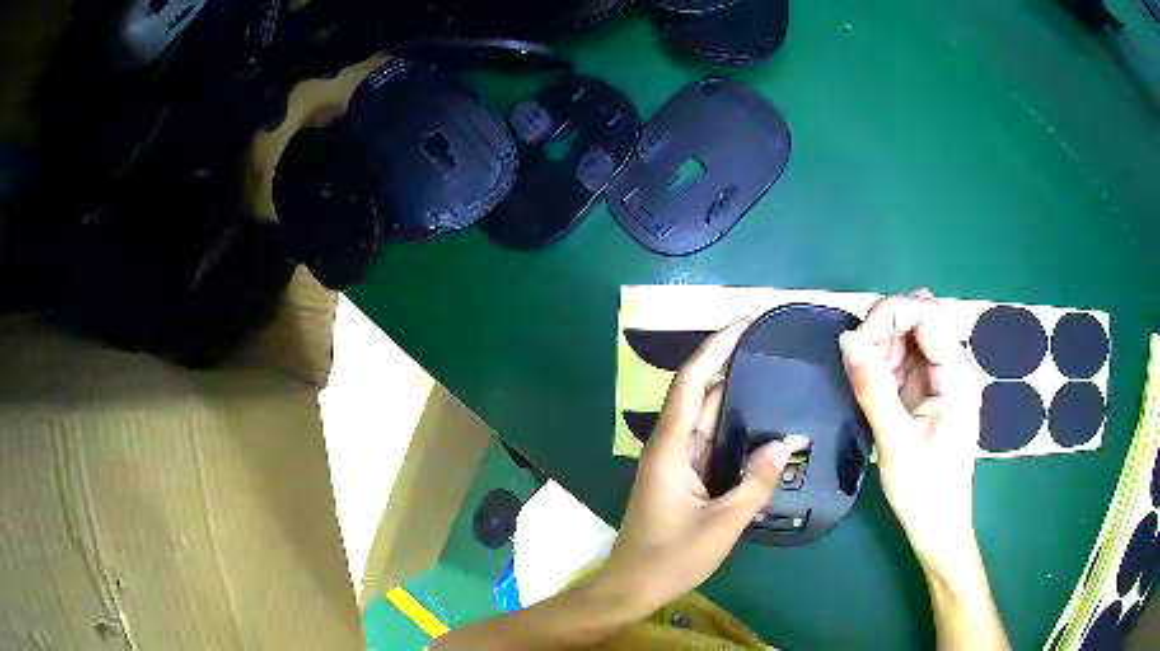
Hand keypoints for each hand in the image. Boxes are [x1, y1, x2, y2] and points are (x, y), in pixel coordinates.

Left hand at [598, 319, 808, 616]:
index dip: (717, 346)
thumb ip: (756, 483)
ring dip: (737, 399)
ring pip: (707, 419)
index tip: (746, 323)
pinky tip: (762, 428)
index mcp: (670, 447)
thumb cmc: (671, 557)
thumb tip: (785, 443)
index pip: (693, 381)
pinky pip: (710, 443)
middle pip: (702, 394)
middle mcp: (670, 446)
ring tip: (776, 379)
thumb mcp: (723, 523)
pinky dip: (734, 431)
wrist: (631, 587)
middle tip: (773, 349)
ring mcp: (675, 462)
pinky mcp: (682, 479)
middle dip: (733, 365)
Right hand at [839, 290, 1007, 649]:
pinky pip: (901, 359)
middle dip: (883, 327)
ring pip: (907, 334)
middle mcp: (951, 367)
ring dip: (880, 346)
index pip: (926, 313)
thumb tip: (847, 341)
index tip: (857, 345)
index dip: (889, 314)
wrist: (938, 528)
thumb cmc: (925, 493)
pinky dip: (880, 365)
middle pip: (918, 315)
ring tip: (862, 383)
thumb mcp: (897, 445)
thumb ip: (874, 391)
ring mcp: (938, 378)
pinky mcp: (925, 391)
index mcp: (956, 375)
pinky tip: (870, 390)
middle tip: (858, 362)